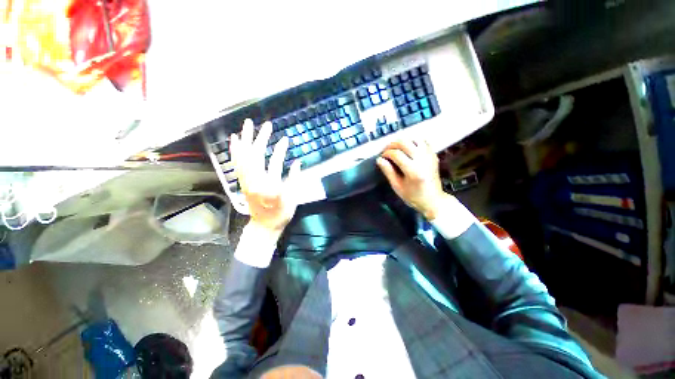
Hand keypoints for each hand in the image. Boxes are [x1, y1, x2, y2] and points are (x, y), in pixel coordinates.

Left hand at [230, 119, 301, 237]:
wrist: (264, 226)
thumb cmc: (280, 214)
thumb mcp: (292, 199)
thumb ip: (294, 180)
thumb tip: (297, 162)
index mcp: (268, 187)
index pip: (274, 163)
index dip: (281, 150)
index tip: (286, 139)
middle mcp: (253, 182)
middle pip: (255, 156)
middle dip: (261, 139)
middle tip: (267, 125)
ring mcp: (245, 182)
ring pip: (243, 157)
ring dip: (245, 140)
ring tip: (247, 125)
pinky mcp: (242, 182)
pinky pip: (236, 164)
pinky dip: (235, 151)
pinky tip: (235, 141)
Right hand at [376, 139, 447, 220]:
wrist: (433, 200)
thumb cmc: (413, 196)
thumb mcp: (397, 186)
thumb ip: (388, 172)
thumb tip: (379, 160)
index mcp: (413, 171)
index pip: (396, 154)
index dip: (386, 153)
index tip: (381, 157)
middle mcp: (423, 160)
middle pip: (405, 143)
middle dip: (392, 145)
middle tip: (386, 150)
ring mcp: (430, 156)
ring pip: (414, 139)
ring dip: (403, 141)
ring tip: (396, 148)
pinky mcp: (433, 155)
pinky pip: (423, 141)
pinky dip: (413, 141)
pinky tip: (408, 148)